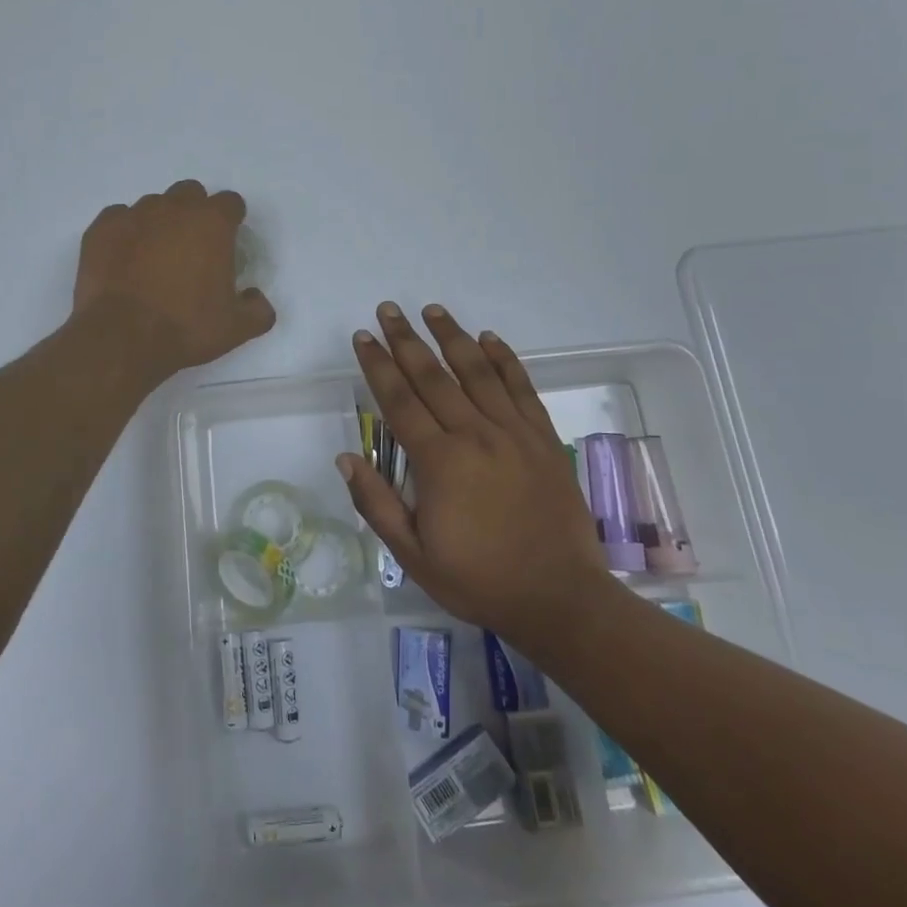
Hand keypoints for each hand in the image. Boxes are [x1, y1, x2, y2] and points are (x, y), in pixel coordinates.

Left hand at [73, 180, 275, 375]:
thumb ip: (258, 310)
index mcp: (212, 223)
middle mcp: (174, 208)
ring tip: (154, 256)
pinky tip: (124, 258)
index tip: (227, 240)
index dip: (231, 219)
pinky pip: (119, 218)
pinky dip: (125, 232)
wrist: (122, 338)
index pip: (230, 203)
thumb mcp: (236, 329)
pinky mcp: (102, 228)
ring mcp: (135, 214)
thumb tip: (255, 298)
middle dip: (194, 212)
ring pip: (153, 204)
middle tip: (191, 246)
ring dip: (159, 222)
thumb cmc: (185, 328)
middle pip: (190, 193)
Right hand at [339, 303, 607, 649]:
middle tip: (388, 309)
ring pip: (478, 371)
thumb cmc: (479, 580)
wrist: (560, 598)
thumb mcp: (413, 556)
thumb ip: (377, 504)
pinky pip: (522, 388)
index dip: (378, 366)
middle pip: (434, 376)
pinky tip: (489, 338)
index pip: (399, 401)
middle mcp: (475, 435)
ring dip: (452, 336)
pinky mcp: (544, 438)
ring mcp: (514, 433)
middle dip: (406, 340)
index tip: (363, 337)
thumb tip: (346, 457)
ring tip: (432, 310)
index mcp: (440, 463)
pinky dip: (505, 359)